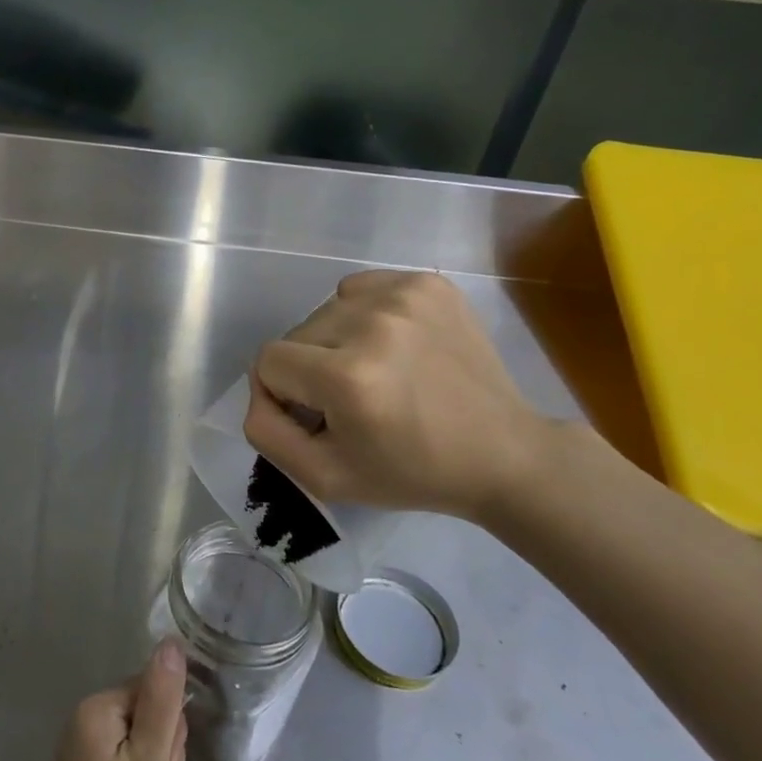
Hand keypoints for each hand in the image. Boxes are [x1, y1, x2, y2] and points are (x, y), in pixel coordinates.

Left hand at [24, 639, 188, 760]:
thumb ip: (162, 700)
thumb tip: (170, 641)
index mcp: (95, 708)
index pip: (150, 687)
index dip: (169, 725)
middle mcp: (81, 721)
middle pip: (143, 710)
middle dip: (161, 745)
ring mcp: (80, 752)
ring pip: (137, 738)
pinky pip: (122, 760)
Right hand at [242, 269, 553, 519]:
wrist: (502, 452)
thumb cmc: (411, 472)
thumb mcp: (324, 477)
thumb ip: (266, 433)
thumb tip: (259, 389)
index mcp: (347, 377)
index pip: (267, 361)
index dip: (282, 394)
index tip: (317, 416)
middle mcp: (372, 324)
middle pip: (296, 334)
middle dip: (310, 368)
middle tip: (351, 401)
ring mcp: (404, 296)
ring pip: (326, 310)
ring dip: (336, 341)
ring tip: (376, 371)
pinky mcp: (428, 283)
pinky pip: (361, 289)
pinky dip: (363, 315)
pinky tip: (393, 345)